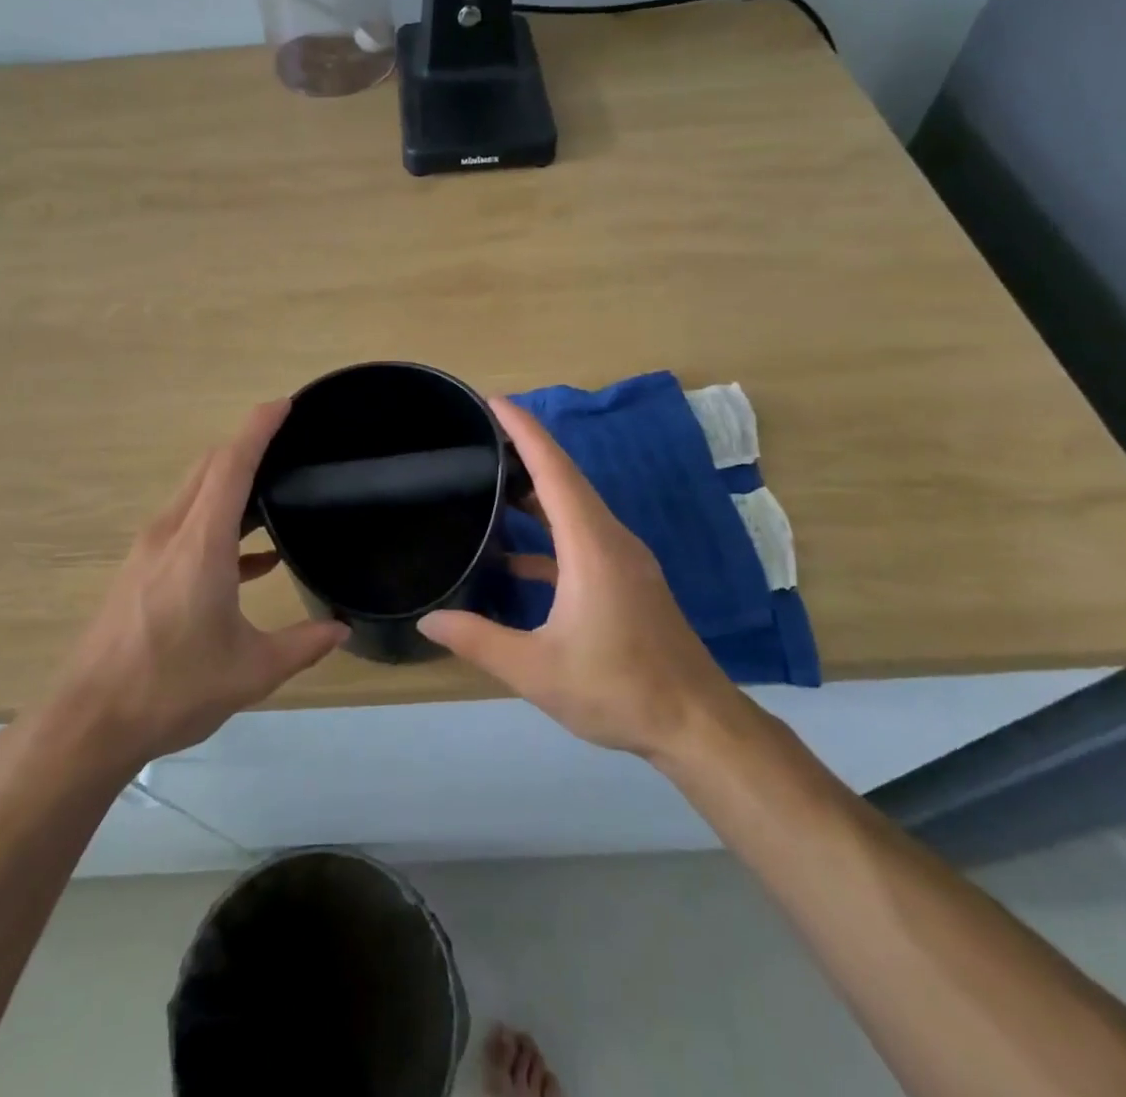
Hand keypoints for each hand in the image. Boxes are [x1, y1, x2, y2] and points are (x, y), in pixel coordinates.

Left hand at [52, 400, 348, 765]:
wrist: (89, 723)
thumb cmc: (173, 688)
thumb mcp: (251, 671)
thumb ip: (302, 644)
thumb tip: (340, 629)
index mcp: (201, 543)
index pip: (231, 465)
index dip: (258, 428)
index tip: (284, 404)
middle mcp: (170, 533)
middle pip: (209, 468)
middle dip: (246, 446)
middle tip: (289, 444)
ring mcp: (149, 551)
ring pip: (194, 495)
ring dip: (232, 485)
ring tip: (275, 495)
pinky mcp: (140, 571)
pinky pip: (185, 527)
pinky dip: (219, 524)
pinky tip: (252, 558)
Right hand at [420, 399, 741, 758]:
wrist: (697, 724)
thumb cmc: (618, 689)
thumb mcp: (537, 670)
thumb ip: (479, 641)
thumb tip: (428, 620)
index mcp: (591, 546)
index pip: (554, 470)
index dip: (524, 431)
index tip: (494, 401)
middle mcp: (610, 539)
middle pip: (565, 479)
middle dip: (525, 450)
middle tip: (480, 435)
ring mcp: (624, 559)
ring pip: (574, 508)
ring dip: (536, 492)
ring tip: (491, 483)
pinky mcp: (628, 579)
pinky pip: (582, 537)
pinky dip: (548, 534)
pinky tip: (515, 558)